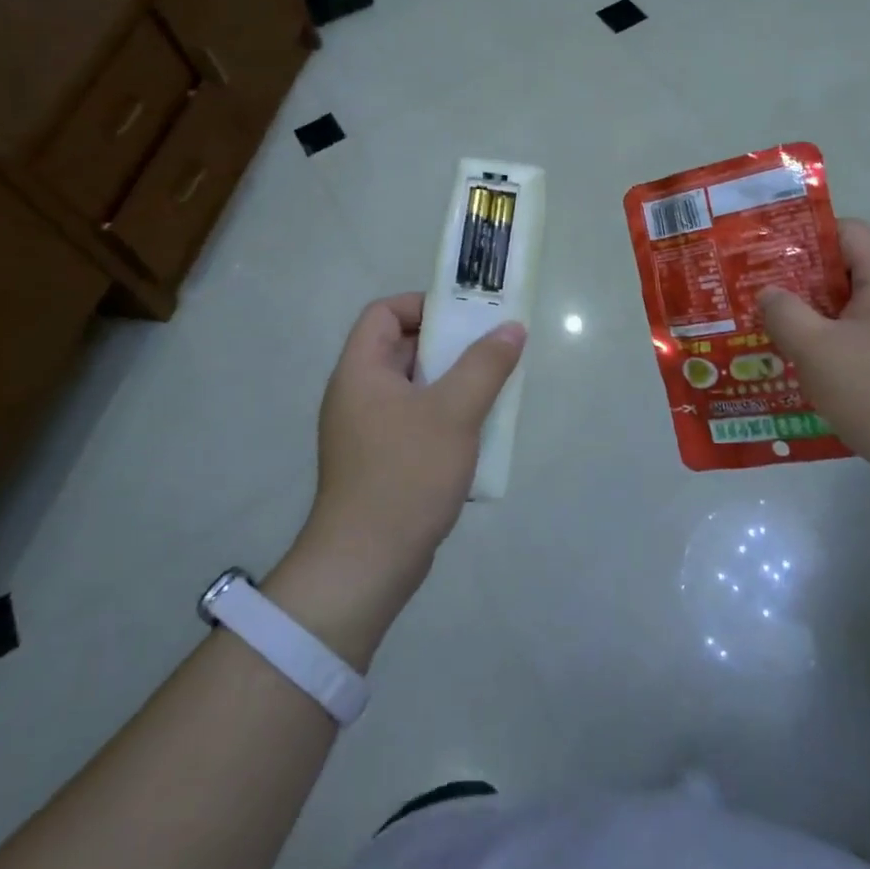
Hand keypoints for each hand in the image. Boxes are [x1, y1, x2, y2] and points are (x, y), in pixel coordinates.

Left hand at [264, 294, 524, 667]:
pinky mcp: (379, 461)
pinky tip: (476, 436)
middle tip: (492, 351)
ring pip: (414, 388)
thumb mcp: (454, 412)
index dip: (423, 305)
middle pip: (402, 348)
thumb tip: (512, 328)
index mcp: (361, 371)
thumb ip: (486, 365)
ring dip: (452, 384)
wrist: (367, 563)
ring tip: (492, 391)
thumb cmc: (407, 474)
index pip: (384, 312)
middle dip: (449, 346)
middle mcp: (357, 394)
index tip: (466, 318)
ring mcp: (366, 431)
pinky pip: (414, 421)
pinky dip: (444, 418)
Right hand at [758, 220, 869, 485]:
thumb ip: (784, 313)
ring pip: (852, 307)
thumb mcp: (816, 350)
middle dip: (800, 281)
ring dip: (814, 316)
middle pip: (846, 268)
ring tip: (774, 333)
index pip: (846, 230)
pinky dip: (834, 342)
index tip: (765, 259)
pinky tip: (807, 366)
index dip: (804, 238)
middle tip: (759, 298)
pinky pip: (864, 335)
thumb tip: (769, 293)